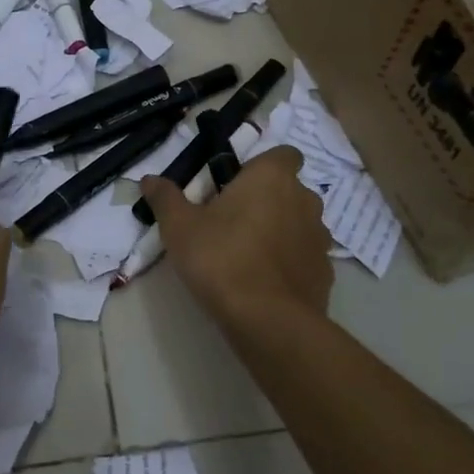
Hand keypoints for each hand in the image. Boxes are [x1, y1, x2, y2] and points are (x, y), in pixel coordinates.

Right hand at [139, 147, 331, 326]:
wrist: (267, 320)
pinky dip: (289, 262)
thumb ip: (166, 198)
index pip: (283, 154)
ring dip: (280, 231)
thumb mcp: (179, 227)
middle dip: (267, 200)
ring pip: (299, 223)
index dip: (263, 166)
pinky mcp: (324, 271)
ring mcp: (319, 237)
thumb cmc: (221, 258)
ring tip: (248, 254)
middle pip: (289, 190)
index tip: (237, 184)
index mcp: (272, 177)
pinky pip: (304, 256)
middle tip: (233, 221)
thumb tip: (149, 179)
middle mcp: (304, 199)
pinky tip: (264, 281)